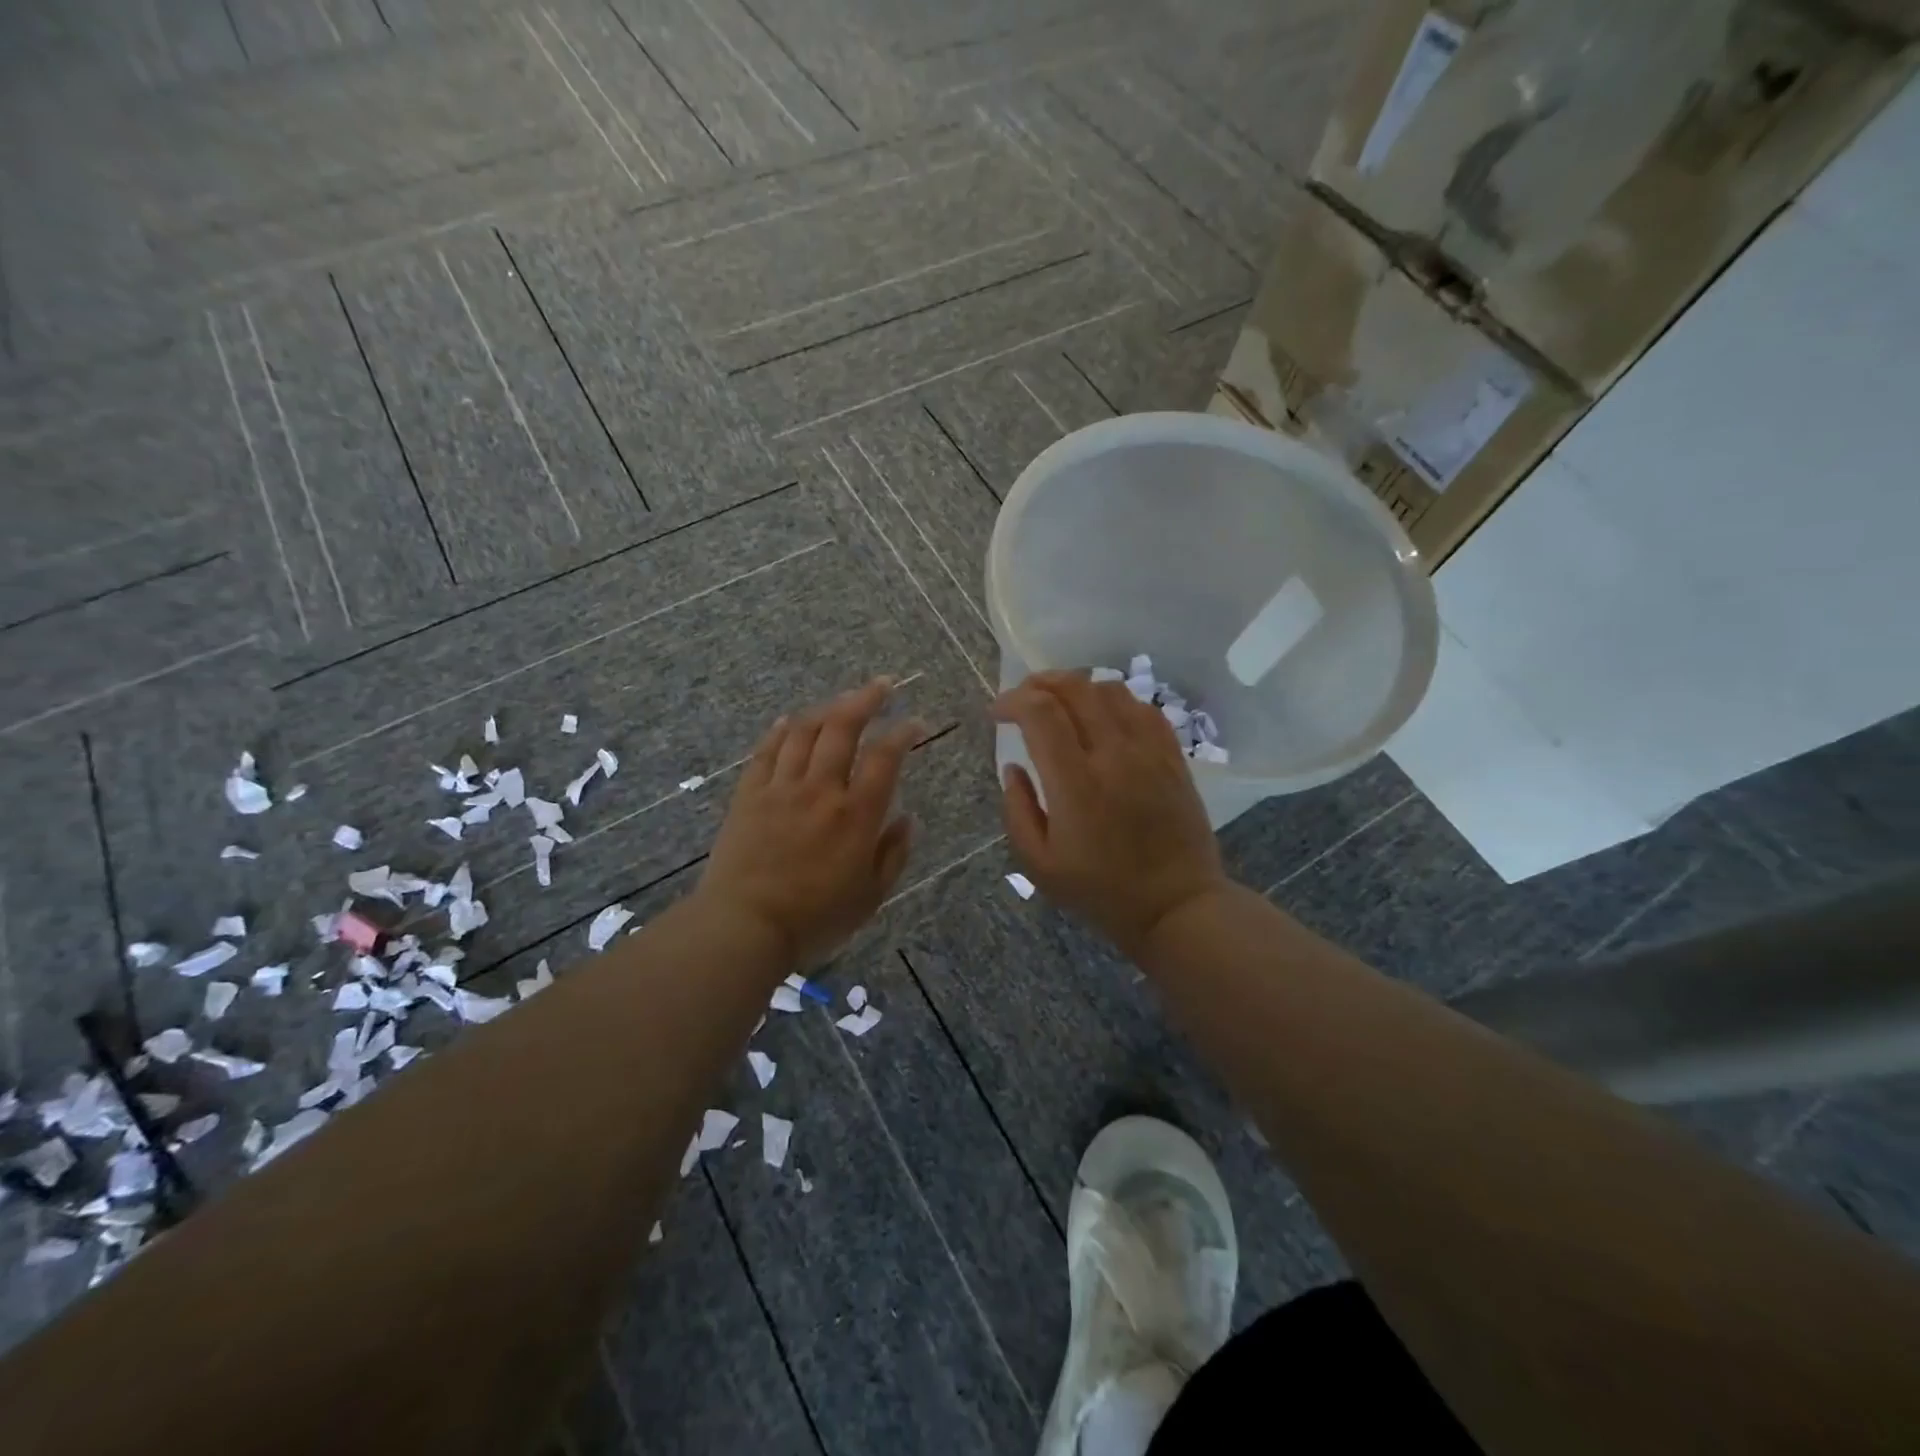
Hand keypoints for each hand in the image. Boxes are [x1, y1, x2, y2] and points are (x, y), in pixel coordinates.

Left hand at [698, 679, 922, 969]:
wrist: (744, 926)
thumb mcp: (870, 896)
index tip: (916, 723)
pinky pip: (765, 751)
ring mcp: (781, 788)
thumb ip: (893, 853)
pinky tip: (788, 720)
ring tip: (841, 701)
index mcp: (856, 814)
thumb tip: (908, 818)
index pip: (885, 757)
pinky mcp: (749, 795)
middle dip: (866, 699)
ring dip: (826, 709)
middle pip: (843, 728)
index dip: (904, 733)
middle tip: (882, 684)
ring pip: (804, 732)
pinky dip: (780, 731)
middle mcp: (820, 789)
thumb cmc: (815, 919)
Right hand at [993, 670, 1228, 955]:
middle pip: (1075, 688)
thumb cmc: (1101, 891)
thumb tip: (1012, 767)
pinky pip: (1143, 707)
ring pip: (1110, 689)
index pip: (1041, 712)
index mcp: (1076, 783)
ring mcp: (1149, 751)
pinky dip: (1114, 701)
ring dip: (1077, 688)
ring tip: (1059, 704)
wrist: (1176, 906)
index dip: (1012, 700)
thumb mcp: (1039, 865)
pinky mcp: (1173, 756)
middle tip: (1022, 699)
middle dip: (1039, 683)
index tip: (997, 714)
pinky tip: (1102, 717)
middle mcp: (1114, 755)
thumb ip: (1016, 810)